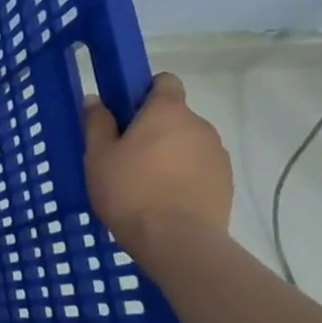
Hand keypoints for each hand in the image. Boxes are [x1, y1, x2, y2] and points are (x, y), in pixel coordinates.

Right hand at [82, 72, 232, 257]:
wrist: (177, 241)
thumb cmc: (130, 190)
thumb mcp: (98, 156)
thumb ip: (97, 123)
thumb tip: (95, 99)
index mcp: (167, 112)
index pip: (165, 82)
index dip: (145, 91)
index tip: (125, 112)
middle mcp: (199, 125)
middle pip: (174, 116)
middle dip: (153, 128)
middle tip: (125, 154)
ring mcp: (217, 154)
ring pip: (187, 143)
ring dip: (169, 153)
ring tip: (145, 181)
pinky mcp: (226, 182)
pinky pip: (199, 167)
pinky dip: (183, 174)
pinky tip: (164, 198)